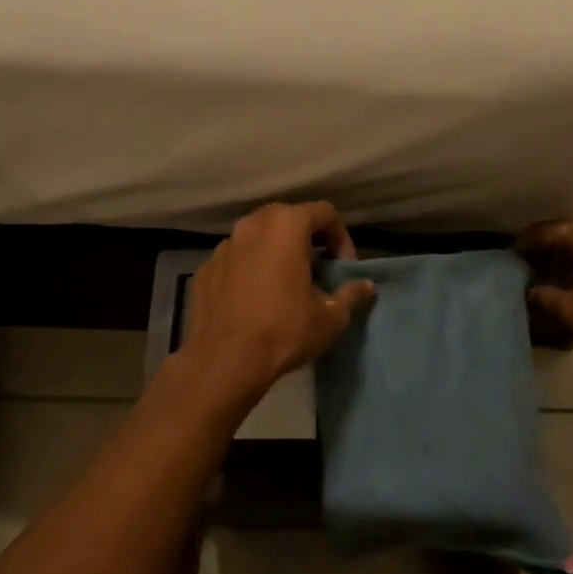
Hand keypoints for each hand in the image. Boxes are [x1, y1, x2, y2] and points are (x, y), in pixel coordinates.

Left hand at [182, 201, 376, 395]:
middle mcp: (252, 225)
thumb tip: (367, 286)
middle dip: (306, 237)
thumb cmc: (284, 331)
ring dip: (274, 250)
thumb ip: (351, 294)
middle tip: (316, 267)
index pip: (324, 212)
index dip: (340, 236)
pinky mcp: (205, 268)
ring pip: (257, 235)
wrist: (224, 361)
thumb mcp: (330, 317)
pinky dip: (248, 267)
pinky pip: (235, 258)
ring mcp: (224, 245)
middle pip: (287, 217)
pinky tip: (254, 296)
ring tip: (284, 280)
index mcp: (286, 226)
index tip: (342, 266)